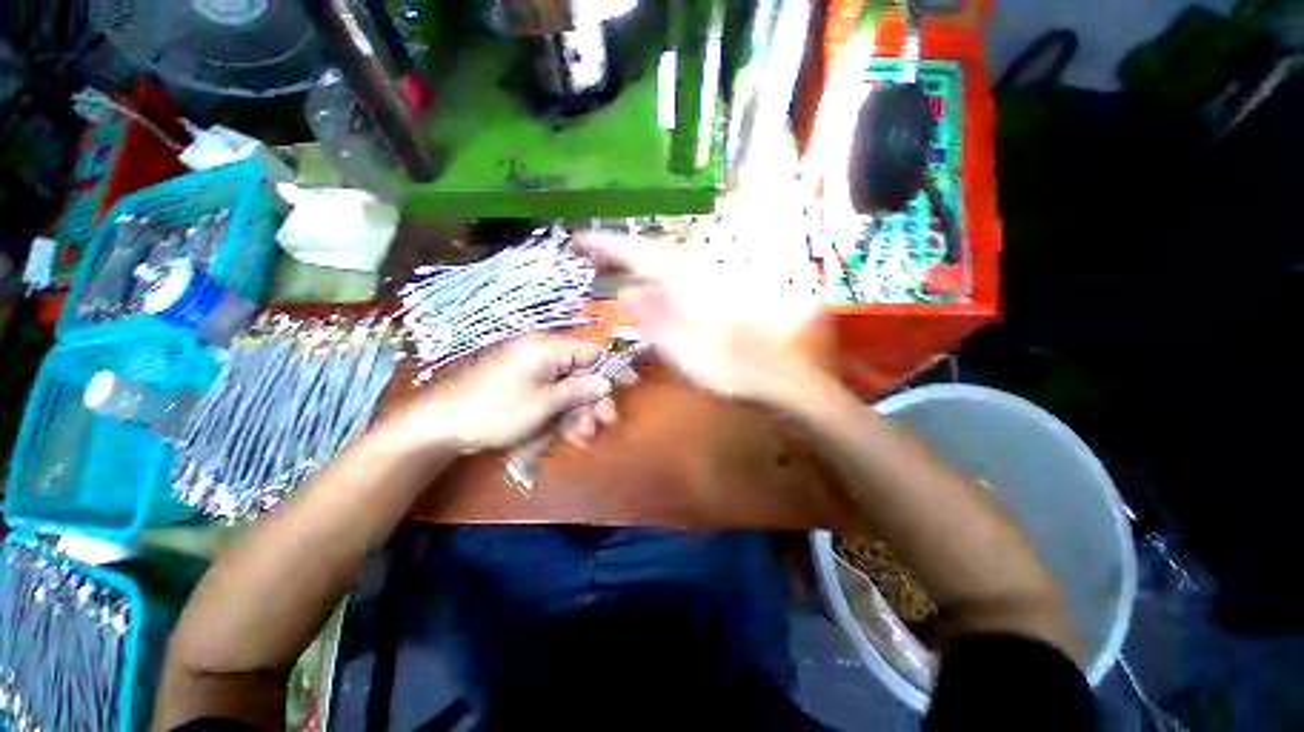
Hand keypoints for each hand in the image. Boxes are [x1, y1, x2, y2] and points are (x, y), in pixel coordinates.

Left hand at [384, 335, 620, 453]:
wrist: (442, 425)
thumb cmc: (496, 410)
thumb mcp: (543, 403)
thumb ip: (578, 390)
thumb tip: (607, 381)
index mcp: (547, 348)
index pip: (591, 350)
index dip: (612, 367)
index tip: (630, 384)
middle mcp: (542, 354)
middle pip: (581, 373)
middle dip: (593, 400)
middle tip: (604, 424)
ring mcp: (532, 371)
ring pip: (568, 389)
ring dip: (578, 413)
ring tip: (580, 438)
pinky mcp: (524, 386)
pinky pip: (551, 396)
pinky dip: (560, 414)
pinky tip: (564, 434)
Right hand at [575, 234, 820, 401]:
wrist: (774, 368)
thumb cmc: (723, 362)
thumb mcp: (677, 345)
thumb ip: (650, 315)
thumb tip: (627, 291)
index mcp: (680, 277)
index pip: (634, 251)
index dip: (604, 244)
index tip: (579, 239)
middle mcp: (694, 269)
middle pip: (650, 252)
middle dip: (621, 252)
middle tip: (595, 257)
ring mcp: (709, 277)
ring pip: (666, 262)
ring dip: (640, 262)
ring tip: (618, 269)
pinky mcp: (719, 289)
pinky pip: (681, 274)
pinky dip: (660, 275)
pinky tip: (654, 286)